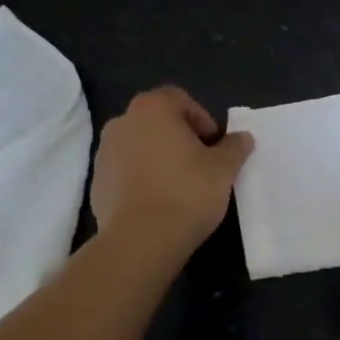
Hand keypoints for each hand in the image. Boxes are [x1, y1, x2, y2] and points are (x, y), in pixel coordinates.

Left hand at [90, 87, 253, 256]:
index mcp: (152, 109)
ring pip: (139, 146)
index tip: (214, 146)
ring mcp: (104, 153)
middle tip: (201, 164)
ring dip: (158, 158)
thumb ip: (234, 147)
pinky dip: (141, 179)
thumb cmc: (186, 192)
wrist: (140, 240)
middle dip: (179, 138)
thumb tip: (243, 137)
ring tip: (179, 186)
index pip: (180, 100)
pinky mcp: (97, 183)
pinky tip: (158, 203)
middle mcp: (122, 122)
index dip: (202, 119)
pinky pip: (125, 172)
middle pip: (157, 122)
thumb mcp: (223, 169)